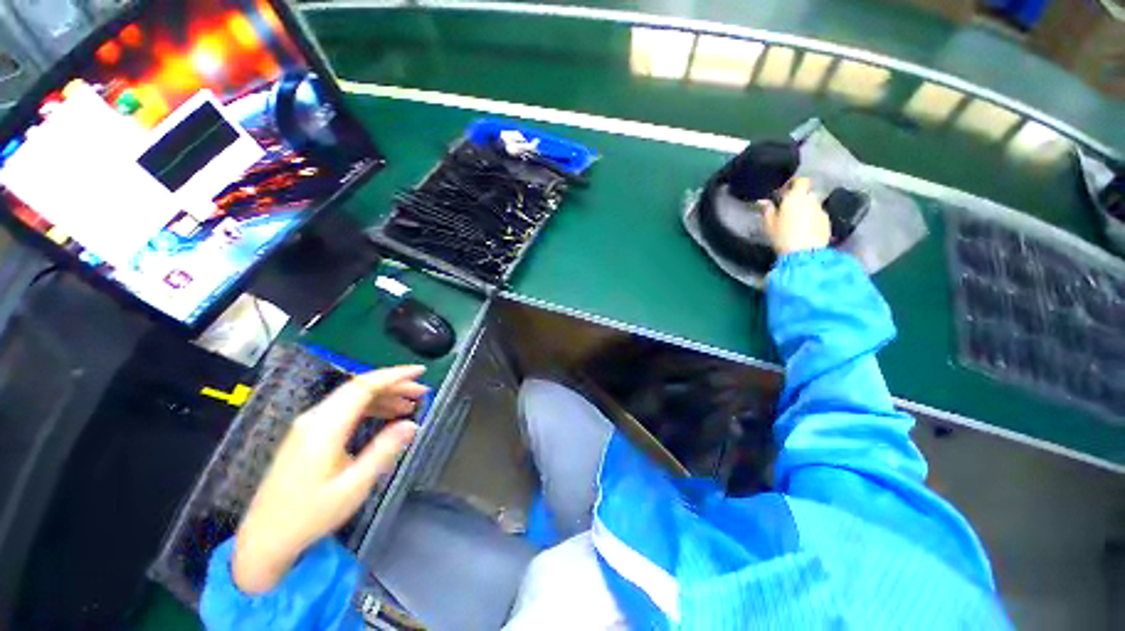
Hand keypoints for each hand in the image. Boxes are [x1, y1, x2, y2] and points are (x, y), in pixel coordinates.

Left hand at [232, 366, 426, 593]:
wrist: (264, 539)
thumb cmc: (310, 515)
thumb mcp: (354, 486)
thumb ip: (384, 451)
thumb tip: (412, 424)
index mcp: (325, 428)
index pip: (363, 386)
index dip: (395, 375)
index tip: (420, 372)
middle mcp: (315, 418)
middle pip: (359, 387)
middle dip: (394, 385)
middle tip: (422, 392)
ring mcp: (308, 425)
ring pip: (351, 397)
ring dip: (383, 396)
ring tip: (409, 405)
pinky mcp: (308, 434)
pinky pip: (344, 409)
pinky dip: (369, 407)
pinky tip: (385, 416)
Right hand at [761, 177, 830, 255]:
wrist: (804, 253)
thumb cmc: (783, 237)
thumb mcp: (769, 225)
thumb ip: (767, 210)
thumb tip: (764, 201)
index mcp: (796, 197)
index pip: (801, 181)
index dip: (793, 184)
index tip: (784, 191)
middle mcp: (811, 200)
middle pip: (807, 193)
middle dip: (799, 198)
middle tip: (788, 209)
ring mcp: (821, 211)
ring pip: (813, 205)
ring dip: (805, 209)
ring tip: (796, 221)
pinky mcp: (827, 222)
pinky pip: (818, 216)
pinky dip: (812, 219)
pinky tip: (804, 230)